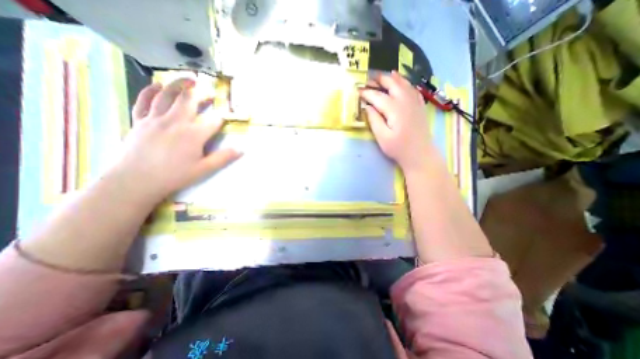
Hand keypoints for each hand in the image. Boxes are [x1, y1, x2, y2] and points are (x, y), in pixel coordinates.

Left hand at [108, 78, 240, 204]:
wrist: (135, 180)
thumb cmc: (174, 175)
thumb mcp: (204, 169)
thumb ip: (223, 158)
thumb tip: (241, 150)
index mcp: (193, 135)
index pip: (213, 121)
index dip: (221, 118)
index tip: (226, 118)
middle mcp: (175, 122)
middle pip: (190, 101)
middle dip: (202, 94)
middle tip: (209, 92)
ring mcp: (155, 119)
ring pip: (167, 95)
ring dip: (179, 84)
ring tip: (189, 79)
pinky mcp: (140, 121)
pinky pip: (144, 100)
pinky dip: (151, 90)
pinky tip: (158, 85)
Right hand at [358, 71, 432, 171]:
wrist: (420, 153)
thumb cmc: (398, 148)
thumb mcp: (382, 137)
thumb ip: (374, 120)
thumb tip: (367, 106)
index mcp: (394, 109)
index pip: (377, 96)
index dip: (367, 93)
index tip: (358, 91)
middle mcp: (405, 100)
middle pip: (392, 83)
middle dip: (379, 79)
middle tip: (369, 79)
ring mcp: (415, 101)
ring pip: (403, 83)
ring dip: (392, 77)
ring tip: (384, 75)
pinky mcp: (419, 105)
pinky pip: (412, 88)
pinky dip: (405, 82)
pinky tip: (402, 82)